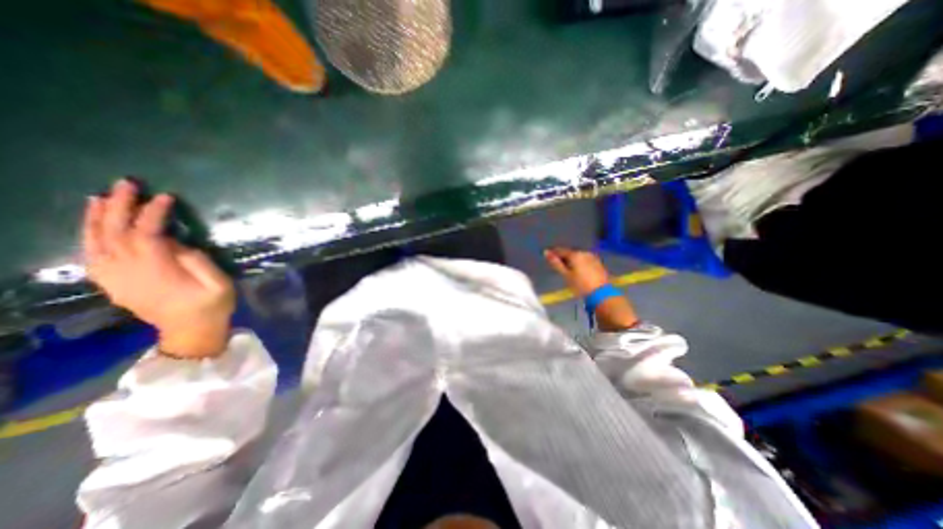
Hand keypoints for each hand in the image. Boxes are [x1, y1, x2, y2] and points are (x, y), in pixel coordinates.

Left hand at [85, 180, 234, 356]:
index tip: (166, 197)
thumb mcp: (218, 284)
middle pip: (114, 233)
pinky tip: (95, 224)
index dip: (154, 213)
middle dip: (120, 206)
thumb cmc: (211, 306)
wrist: (190, 331)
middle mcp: (128, 272)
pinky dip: (89, 236)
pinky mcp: (113, 283)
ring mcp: (115, 278)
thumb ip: (198, 262)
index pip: (146, 234)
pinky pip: (92, 255)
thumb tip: (177, 244)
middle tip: (126, 184)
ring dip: (97, 217)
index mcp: (157, 271)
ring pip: (95, 242)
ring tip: (102, 197)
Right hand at [542, 246, 607, 297]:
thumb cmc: (580, 285)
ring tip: (568, 269)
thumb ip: (556, 263)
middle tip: (558, 265)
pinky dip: (580, 263)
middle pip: (571, 253)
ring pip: (579, 256)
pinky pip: (585, 260)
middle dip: (564, 257)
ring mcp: (593, 257)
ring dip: (573, 261)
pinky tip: (579, 271)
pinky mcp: (598, 263)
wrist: (601, 293)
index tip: (548, 257)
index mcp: (575, 254)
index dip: (554, 253)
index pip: (561, 251)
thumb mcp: (566, 275)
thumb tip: (546, 252)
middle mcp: (584, 252)